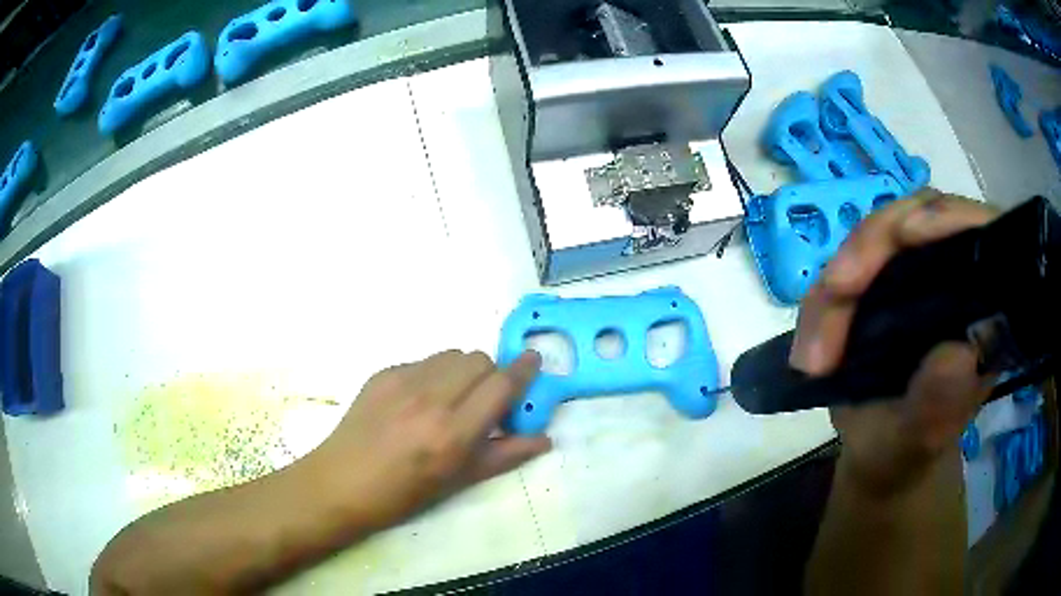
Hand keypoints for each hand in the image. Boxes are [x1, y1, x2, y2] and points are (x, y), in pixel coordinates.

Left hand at [306, 350, 550, 529]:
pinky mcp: (382, 373)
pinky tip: (419, 401)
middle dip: (491, 375)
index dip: (523, 369)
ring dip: (463, 371)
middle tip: (485, 400)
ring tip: (452, 398)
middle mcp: (430, 398)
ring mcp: (402, 380)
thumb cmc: (404, 493)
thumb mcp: (459, 481)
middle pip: (479, 359)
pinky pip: (423, 361)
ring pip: (451, 354)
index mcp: (453, 432)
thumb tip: (544, 439)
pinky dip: (434, 374)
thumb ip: (505, 455)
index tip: (535, 360)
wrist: (342, 482)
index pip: (501, 385)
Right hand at [789, 190, 998, 495]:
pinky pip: (851, 264)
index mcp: (985, 310)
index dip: (949, 219)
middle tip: (835, 291)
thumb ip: (938, 406)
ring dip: (840, 281)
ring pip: (879, 236)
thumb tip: (958, 355)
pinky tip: (812, 340)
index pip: (979, 235)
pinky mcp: (886, 278)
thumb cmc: (907, 451)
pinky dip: (826, 298)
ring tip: (814, 351)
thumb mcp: (920, 440)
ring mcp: (919, 271)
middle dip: (873, 247)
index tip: (908, 235)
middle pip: (920, 217)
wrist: (879, 456)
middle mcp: (957, 276)